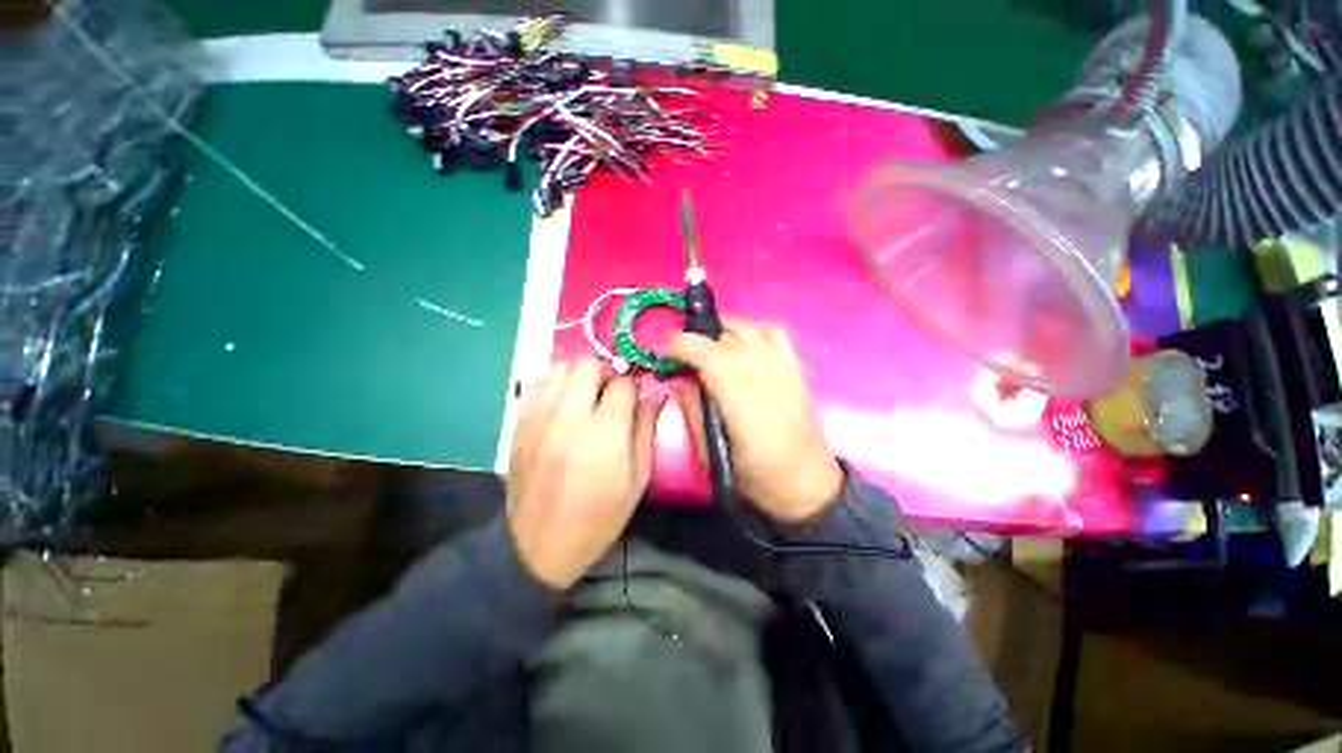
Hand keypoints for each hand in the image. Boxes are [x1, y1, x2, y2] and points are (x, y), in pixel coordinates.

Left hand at [506, 357, 664, 589]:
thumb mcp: (637, 480)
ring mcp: (539, 418)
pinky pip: (536, 385)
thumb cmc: (600, 516)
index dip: (632, 388)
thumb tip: (656, 395)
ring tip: (583, 399)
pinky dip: (553, 386)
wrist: (540, 546)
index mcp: (605, 432)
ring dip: (577, 376)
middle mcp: (569, 416)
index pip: (622, 383)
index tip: (632, 401)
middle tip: (608, 395)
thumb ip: (646, 430)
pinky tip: (560, 406)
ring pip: (559, 367)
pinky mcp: (519, 425)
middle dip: (603, 373)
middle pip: (586, 363)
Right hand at [668, 320, 842, 524]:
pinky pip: (775, 333)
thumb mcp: (712, 452)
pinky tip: (744, 343)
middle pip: (726, 338)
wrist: (806, 482)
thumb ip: (694, 410)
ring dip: (723, 331)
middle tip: (683, 354)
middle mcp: (765, 376)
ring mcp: (784, 369)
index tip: (665, 349)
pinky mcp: (797, 368)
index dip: (683, 345)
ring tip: (709, 344)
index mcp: (742, 401)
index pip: (709, 355)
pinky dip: (754, 330)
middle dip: (698, 339)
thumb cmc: (756, 475)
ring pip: (749, 329)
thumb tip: (680, 379)